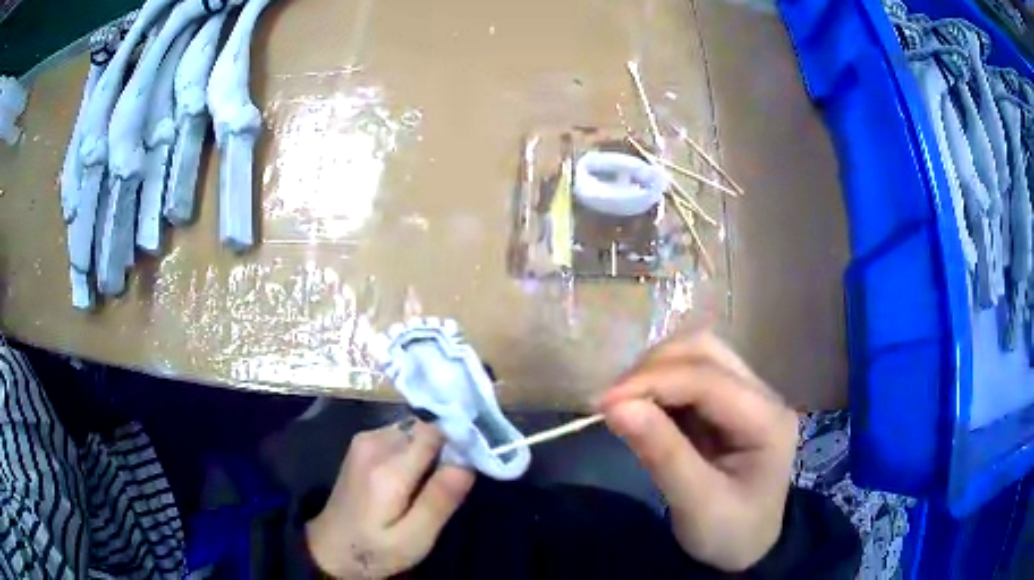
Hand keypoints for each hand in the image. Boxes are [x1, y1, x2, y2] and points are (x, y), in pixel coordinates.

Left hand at [306, 419, 474, 578]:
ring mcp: (364, 440)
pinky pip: (401, 435)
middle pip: (425, 428)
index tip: (474, 458)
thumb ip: (439, 499)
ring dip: (430, 451)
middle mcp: (374, 443)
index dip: (459, 438)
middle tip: (451, 482)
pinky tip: (413, 479)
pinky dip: (415, 451)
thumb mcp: (414, 538)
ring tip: (432, 484)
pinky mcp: (362, 444)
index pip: (434, 429)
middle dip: (445, 448)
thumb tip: (468, 461)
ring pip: (414, 430)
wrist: (331, 548)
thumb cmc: (375, 550)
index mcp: (387, 468)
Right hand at [598, 331, 798, 571]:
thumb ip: (662, 453)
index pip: (708, 379)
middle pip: (705, 352)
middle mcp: (762, 395)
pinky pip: (690, 376)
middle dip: (654, 368)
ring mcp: (747, 395)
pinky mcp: (728, 404)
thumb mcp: (696, 503)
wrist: (747, 548)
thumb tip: (615, 406)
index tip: (604, 403)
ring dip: (655, 371)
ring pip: (697, 356)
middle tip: (613, 403)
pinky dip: (659, 385)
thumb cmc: (728, 533)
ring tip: (624, 403)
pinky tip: (642, 407)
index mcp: (767, 420)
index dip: (653, 382)